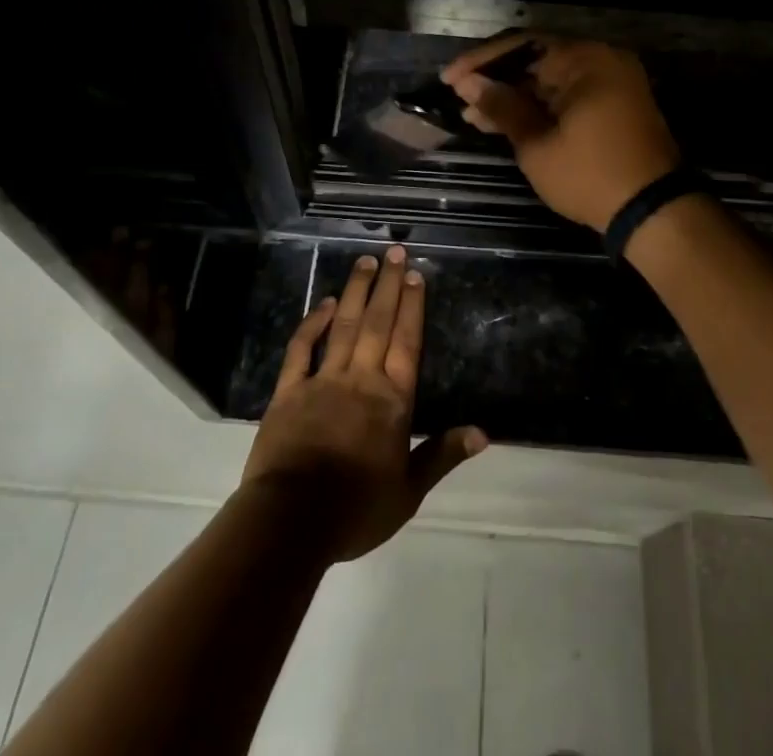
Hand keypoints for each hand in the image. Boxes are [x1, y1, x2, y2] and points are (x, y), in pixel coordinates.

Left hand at [242, 245, 486, 562]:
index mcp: (392, 400)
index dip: (411, 306)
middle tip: (393, 250)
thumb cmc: (356, 509)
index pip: (406, 342)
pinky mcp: (289, 390)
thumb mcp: (409, 491)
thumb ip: (443, 455)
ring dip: (355, 291)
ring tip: (364, 261)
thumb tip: (484, 433)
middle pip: (378, 323)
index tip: (414, 274)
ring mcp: (323, 380)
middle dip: (387, 285)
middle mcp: (361, 379)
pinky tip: (324, 303)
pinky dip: (313, 323)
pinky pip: (302, 349)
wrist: (292, 521)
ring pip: (344, 325)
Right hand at [442, 35, 681, 231]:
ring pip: (550, 79)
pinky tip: (506, 122)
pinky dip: (540, 106)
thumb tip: (469, 84)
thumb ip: (502, 107)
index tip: (449, 80)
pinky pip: (569, 93)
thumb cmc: (590, 176)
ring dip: (514, 96)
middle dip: (496, 80)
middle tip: (460, 98)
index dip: (481, 62)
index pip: (521, 45)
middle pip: (536, 58)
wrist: (654, 212)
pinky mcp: (615, 104)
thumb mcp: (537, 144)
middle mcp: (601, 60)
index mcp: (584, 59)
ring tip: (474, 116)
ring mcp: (612, 82)